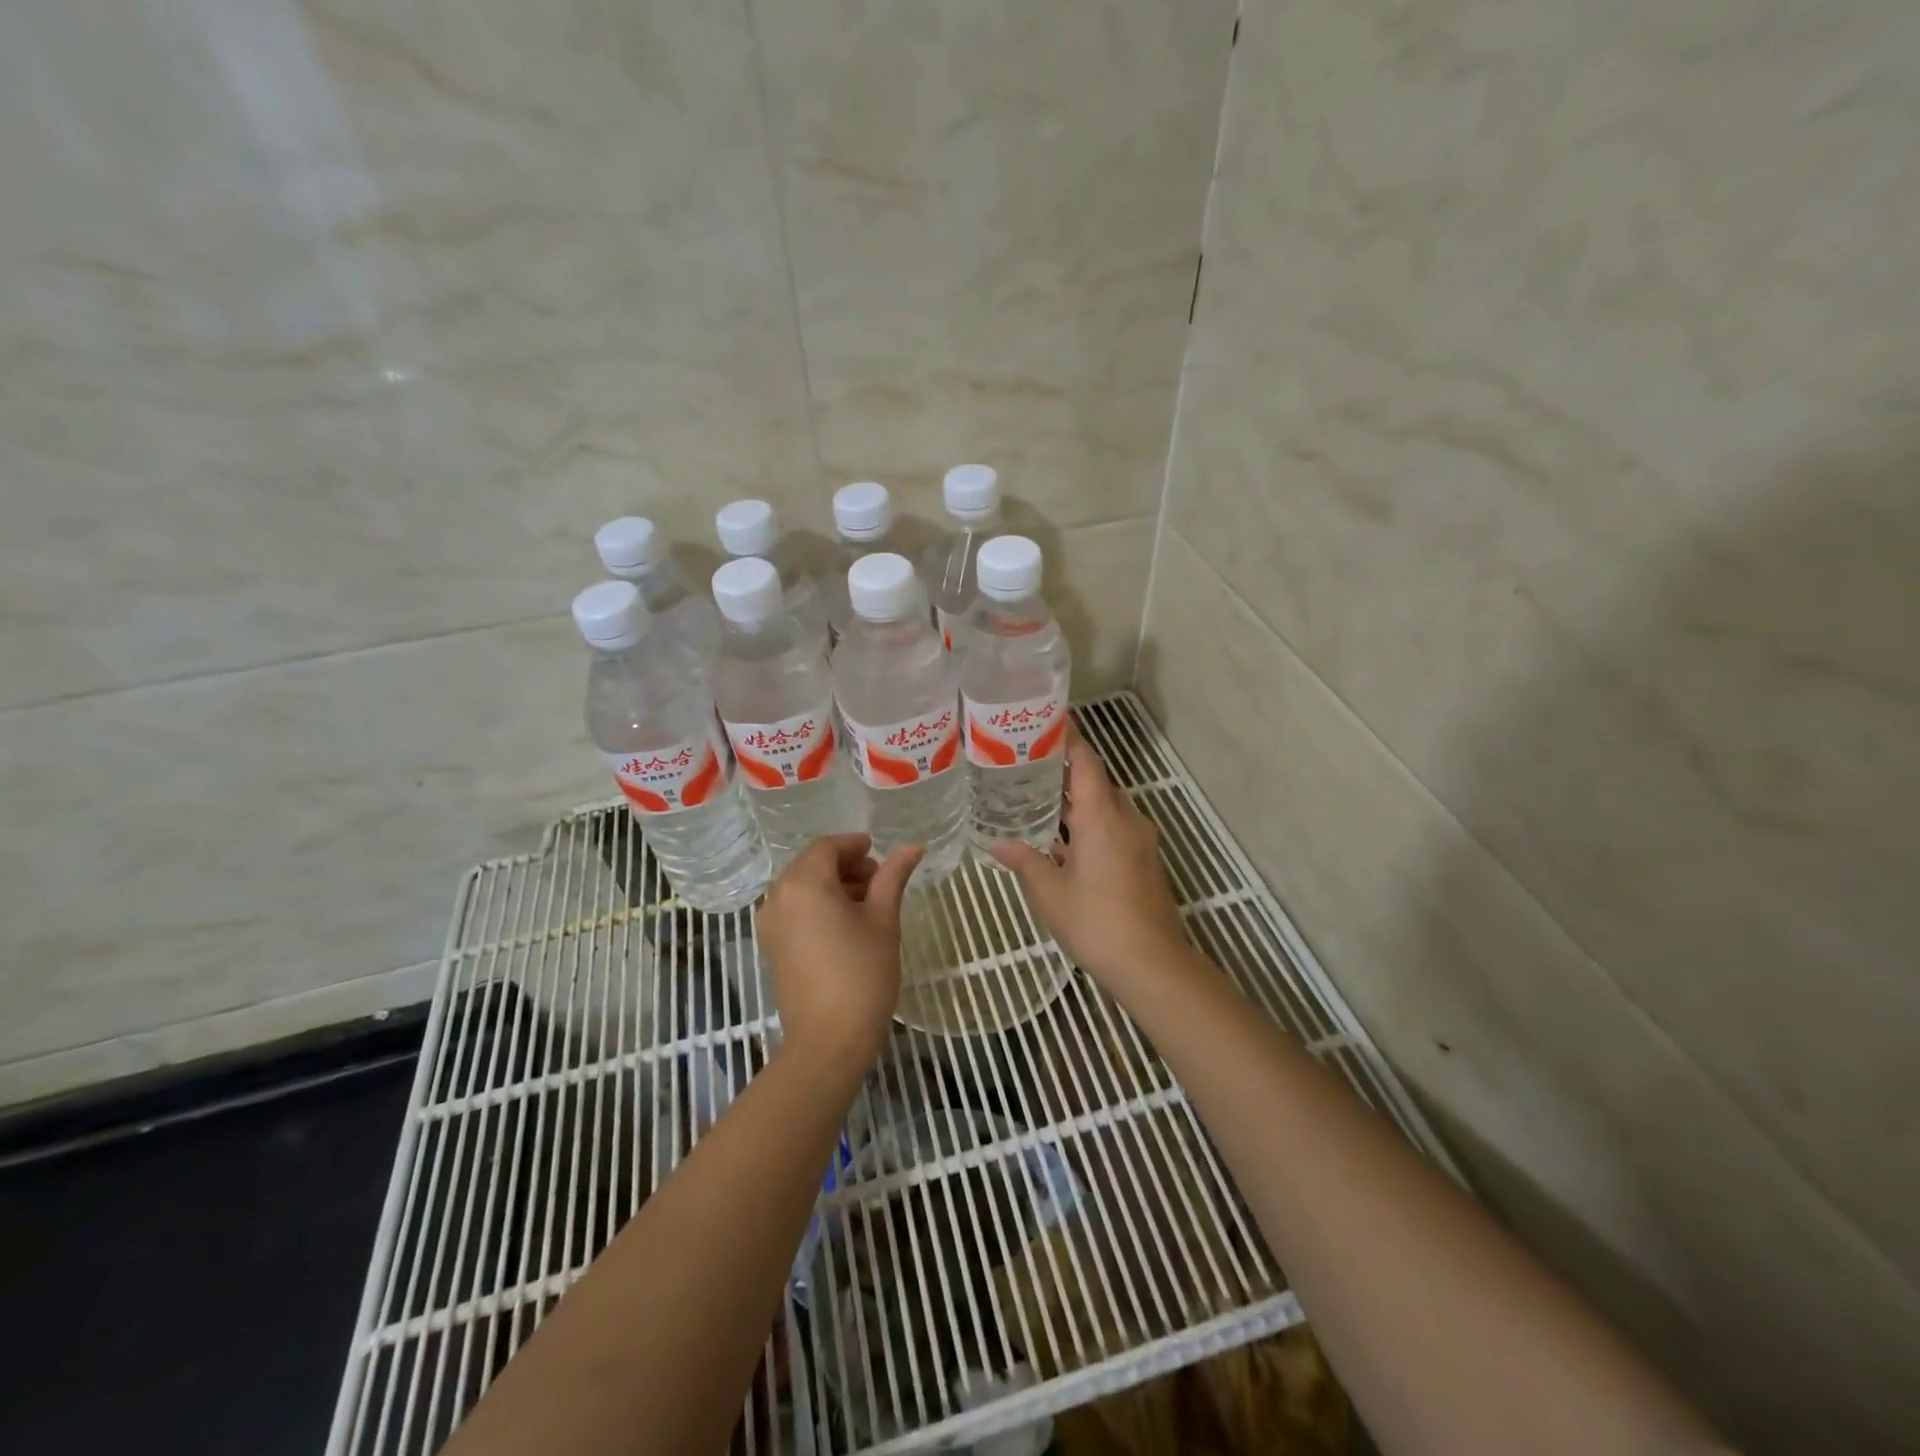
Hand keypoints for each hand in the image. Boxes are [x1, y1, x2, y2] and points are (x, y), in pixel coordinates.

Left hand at [757, 834, 922, 1064]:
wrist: (828, 1041)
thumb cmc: (862, 974)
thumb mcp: (883, 920)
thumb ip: (893, 877)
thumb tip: (912, 847)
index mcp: (804, 884)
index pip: (827, 847)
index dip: (854, 846)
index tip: (879, 854)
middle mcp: (778, 897)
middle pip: (811, 864)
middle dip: (844, 865)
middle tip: (878, 881)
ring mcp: (770, 924)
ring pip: (801, 887)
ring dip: (831, 885)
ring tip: (866, 904)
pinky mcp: (771, 947)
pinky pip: (793, 910)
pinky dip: (816, 905)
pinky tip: (844, 925)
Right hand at [990, 723, 1186, 987]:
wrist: (1152, 963)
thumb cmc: (1096, 920)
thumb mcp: (1049, 892)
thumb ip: (1024, 862)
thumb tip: (998, 845)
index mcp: (1101, 815)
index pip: (1086, 760)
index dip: (1069, 737)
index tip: (1048, 720)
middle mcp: (1125, 818)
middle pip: (1096, 782)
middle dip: (1066, 771)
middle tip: (1029, 763)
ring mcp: (1139, 840)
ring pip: (1105, 808)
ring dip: (1078, 802)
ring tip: (1039, 799)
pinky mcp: (1144, 861)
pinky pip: (1114, 829)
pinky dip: (1089, 826)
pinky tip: (1063, 842)